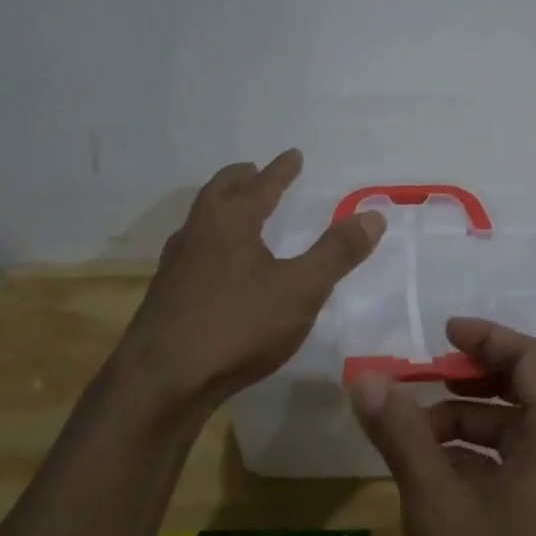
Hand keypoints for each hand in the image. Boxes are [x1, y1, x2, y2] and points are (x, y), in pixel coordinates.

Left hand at [112, 150, 384, 416]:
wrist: (161, 381)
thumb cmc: (237, 326)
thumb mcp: (300, 290)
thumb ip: (336, 253)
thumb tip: (373, 215)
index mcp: (231, 221)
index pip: (261, 185)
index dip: (281, 170)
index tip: (293, 155)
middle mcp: (198, 232)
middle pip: (219, 192)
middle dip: (241, 179)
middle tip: (254, 171)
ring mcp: (176, 263)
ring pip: (200, 219)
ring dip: (220, 207)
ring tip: (236, 212)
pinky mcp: (165, 294)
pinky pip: (191, 250)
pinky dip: (209, 240)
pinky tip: (215, 265)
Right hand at [349, 319, 535, 535]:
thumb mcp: (436, 504)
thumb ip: (402, 434)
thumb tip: (364, 378)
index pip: (532, 359)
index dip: (487, 338)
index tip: (443, 332)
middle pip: (533, 393)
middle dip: (475, 382)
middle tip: (424, 382)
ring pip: (529, 436)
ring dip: (476, 427)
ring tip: (420, 439)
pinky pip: (534, 472)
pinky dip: (492, 463)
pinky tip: (446, 483)